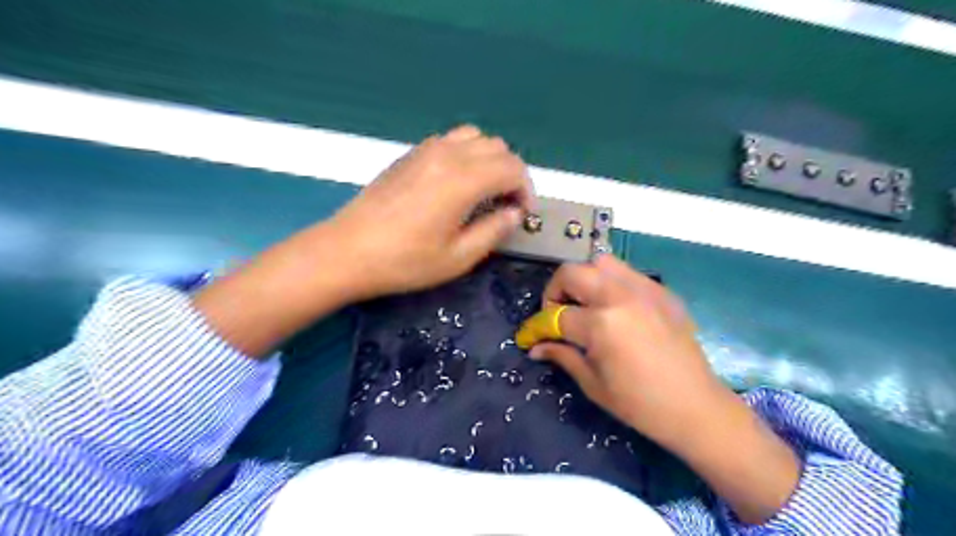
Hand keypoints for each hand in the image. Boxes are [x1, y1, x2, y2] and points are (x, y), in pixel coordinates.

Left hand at [331, 126, 533, 301]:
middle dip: (512, 174)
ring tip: (485, 191)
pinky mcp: (410, 153)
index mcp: (463, 179)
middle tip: (506, 205)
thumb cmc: (405, 261)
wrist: (348, 251)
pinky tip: (457, 183)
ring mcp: (426, 149)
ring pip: (475, 137)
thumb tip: (514, 213)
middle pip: (498, 148)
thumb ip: (494, 230)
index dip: (526, 191)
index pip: (513, 168)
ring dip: (490, 160)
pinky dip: (467, 154)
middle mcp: (448, 154)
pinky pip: (451, 140)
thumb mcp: (459, 257)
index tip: (522, 215)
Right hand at [530, 253, 716, 445]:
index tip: (531, 335)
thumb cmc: (640, 404)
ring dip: (584, 279)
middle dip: (555, 291)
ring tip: (586, 304)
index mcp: (601, 324)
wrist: (697, 407)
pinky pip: (628, 273)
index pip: (556, 315)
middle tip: (558, 314)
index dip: (537, 326)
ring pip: (601, 262)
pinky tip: (615, 308)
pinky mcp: (662, 292)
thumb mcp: (593, 384)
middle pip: (572, 273)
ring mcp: (645, 290)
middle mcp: (620, 297)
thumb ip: (562, 355)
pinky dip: (611, 283)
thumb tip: (536, 347)